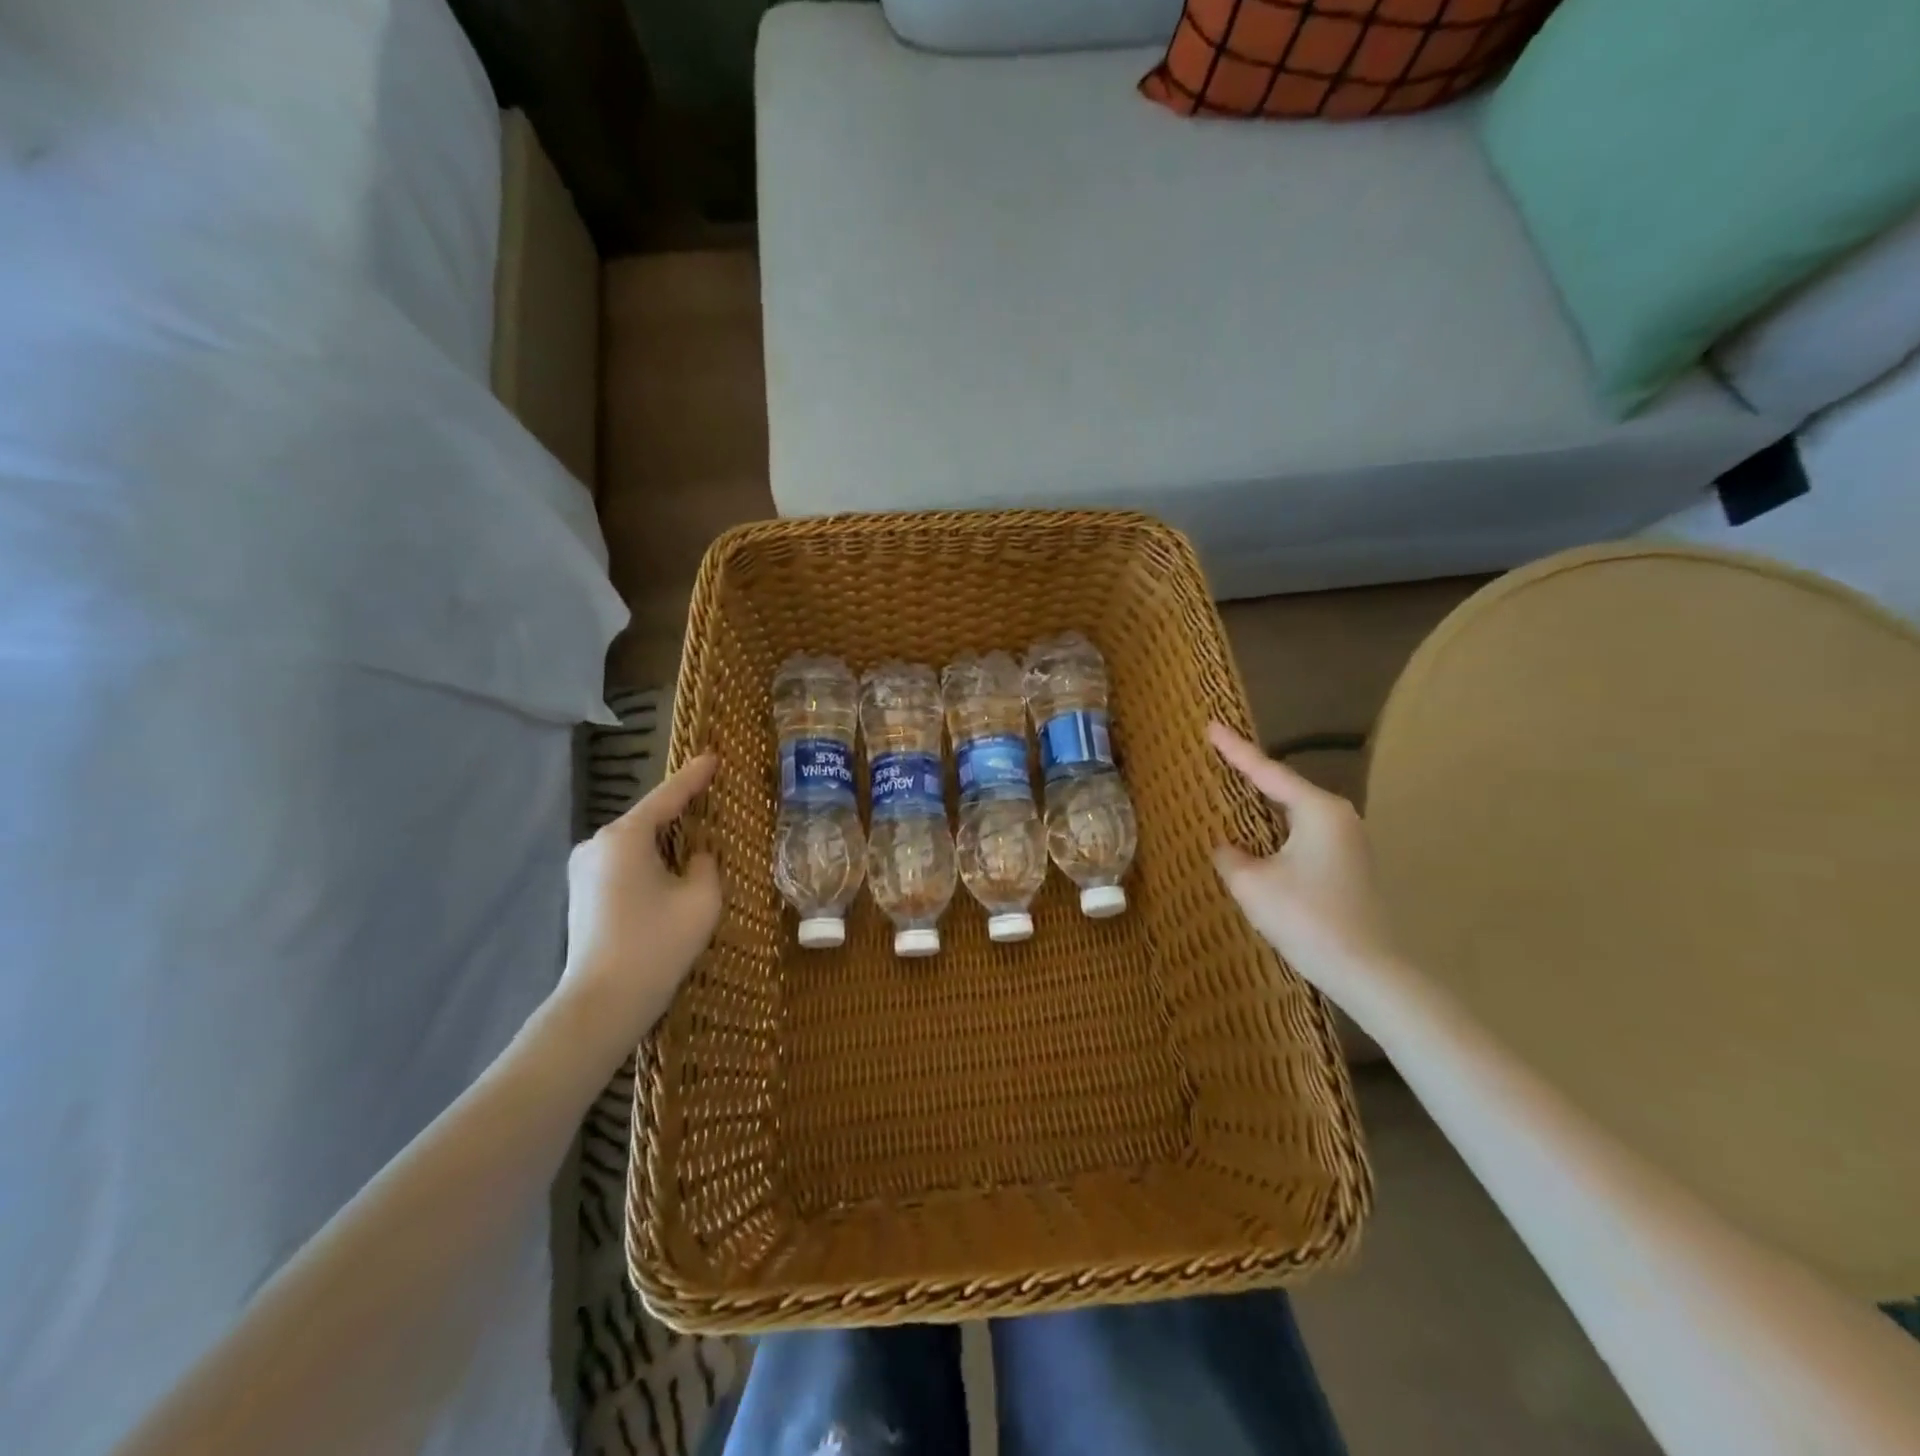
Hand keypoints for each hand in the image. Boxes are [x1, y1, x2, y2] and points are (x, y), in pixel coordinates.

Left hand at [558, 754, 721, 1050]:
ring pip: (635, 843)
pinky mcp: (581, 894)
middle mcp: (597, 844)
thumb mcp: (701, 899)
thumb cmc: (657, 944)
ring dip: (663, 841)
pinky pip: (623, 863)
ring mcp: (583, 870)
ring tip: (695, 842)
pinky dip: (648, 861)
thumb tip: (695, 857)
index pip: (668, 796)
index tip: (713, 755)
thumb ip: (705, 865)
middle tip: (710, 801)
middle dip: (679, 812)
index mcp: (625, 837)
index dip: (694, 776)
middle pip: (648, 818)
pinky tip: (668, 875)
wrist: (603, 1002)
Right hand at [1209, 724, 1409, 1012]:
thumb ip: (1230, 857)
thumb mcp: (1253, 885)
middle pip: (1285, 788)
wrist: (1368, 972)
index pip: (1267, 771)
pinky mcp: (1350, 867)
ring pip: (1296, 814)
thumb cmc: (1307, 919)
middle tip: (1220, 756)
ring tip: (1234, 793)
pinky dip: (1278, 831)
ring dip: (1265, 807)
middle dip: (1251, 775)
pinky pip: (1304, 835)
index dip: (1235, 749)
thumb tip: (1225, 847)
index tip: (1210, 725)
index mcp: (1318, 810)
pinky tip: (1260, 839)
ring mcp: (1349, 842)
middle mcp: (1339, 817)